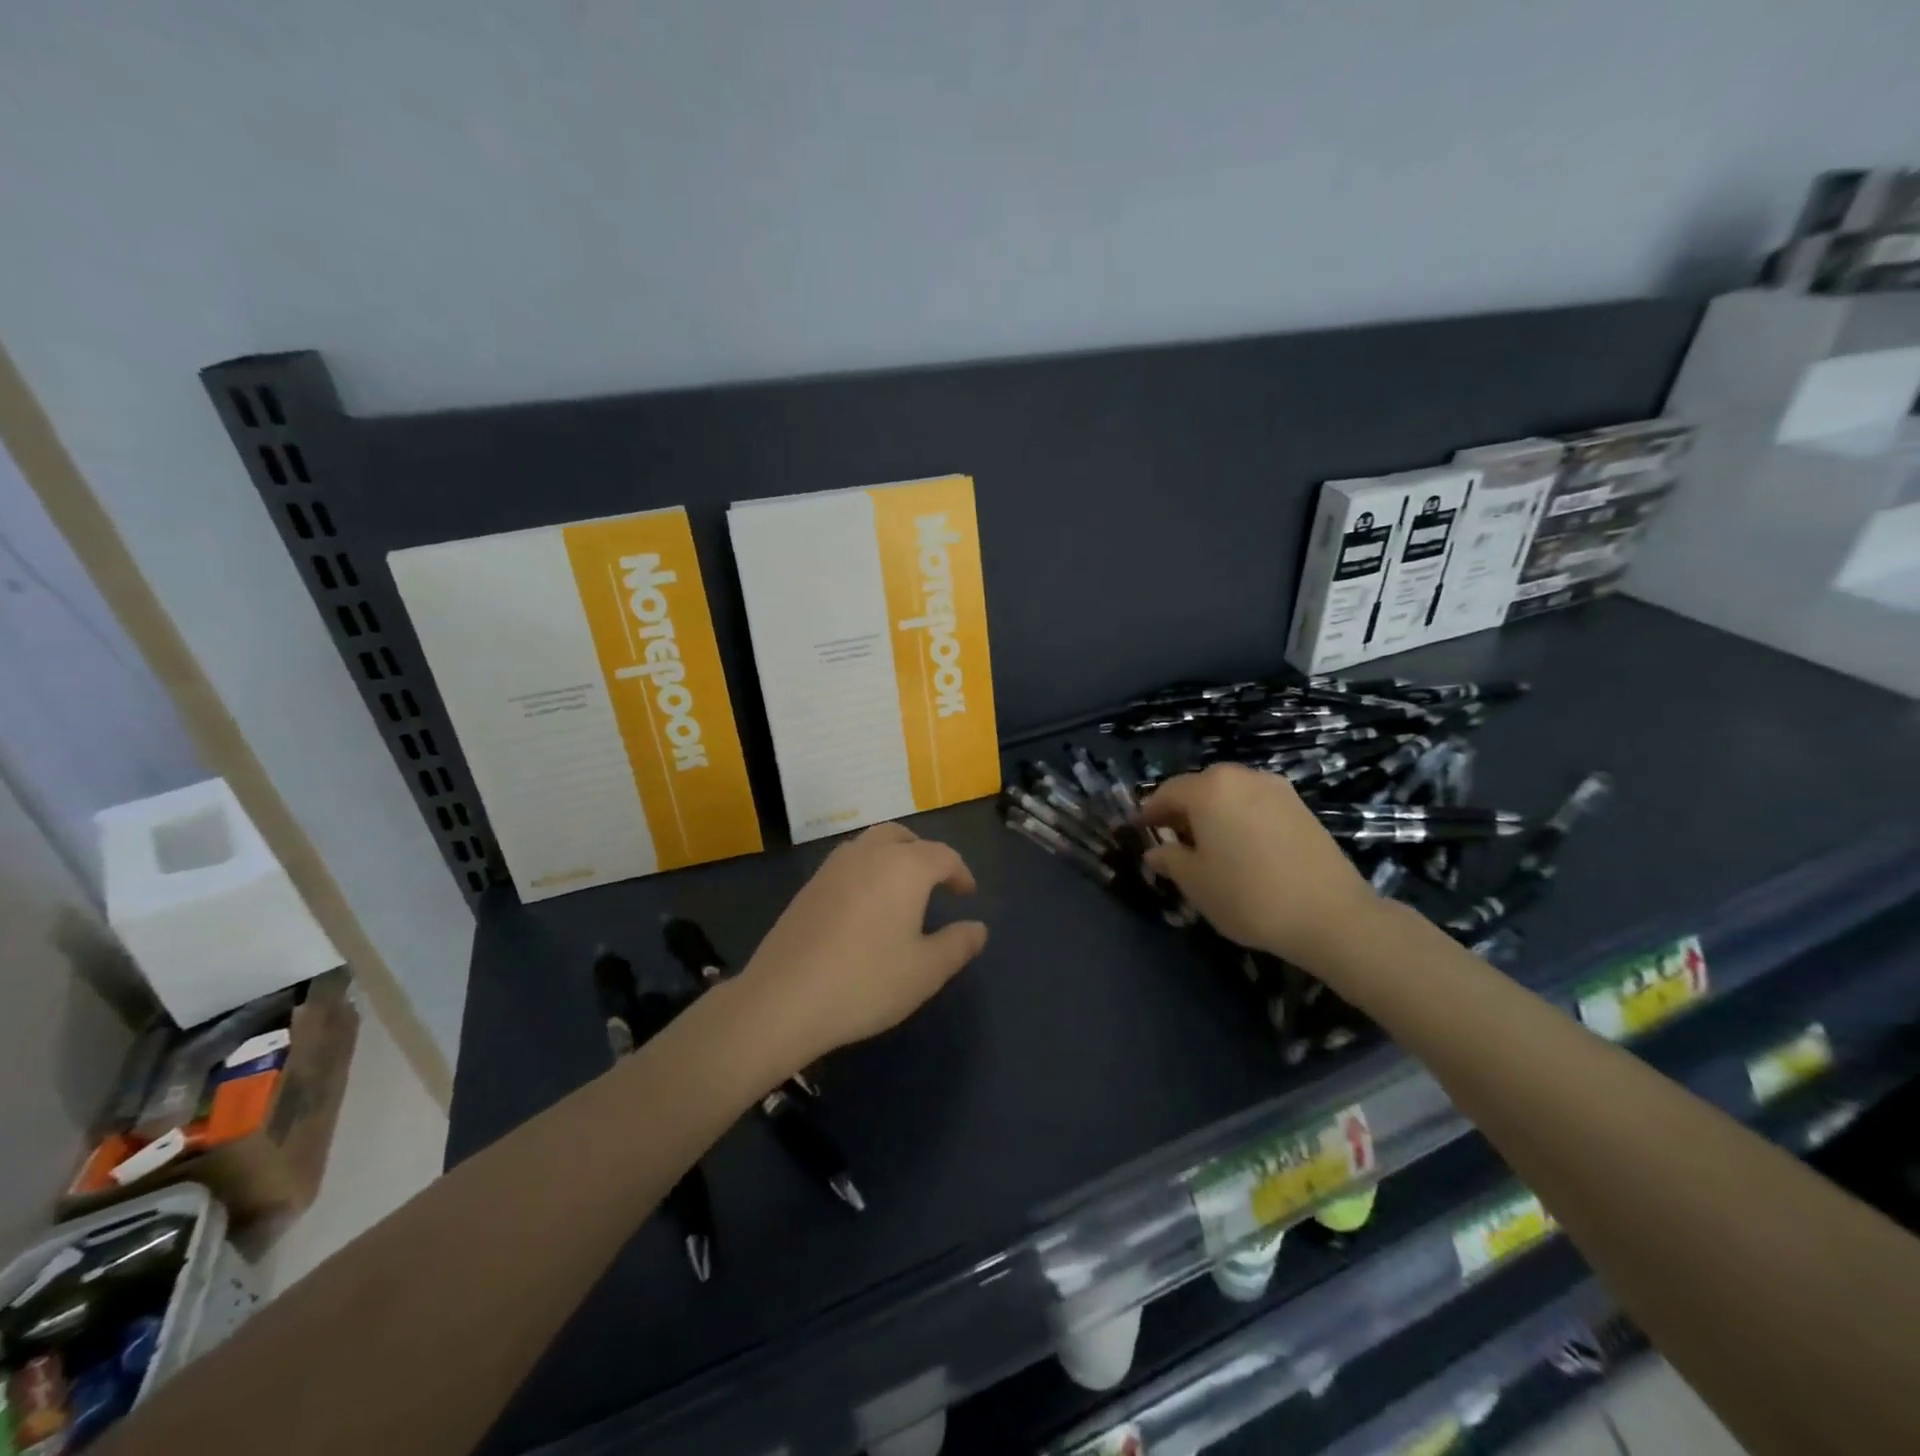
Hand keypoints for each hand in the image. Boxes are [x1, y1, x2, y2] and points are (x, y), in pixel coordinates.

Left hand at [737, 823, 987, 1076]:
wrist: (783, 998)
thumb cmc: (866, 982)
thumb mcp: (926, 971)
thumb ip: (958, 944)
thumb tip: (978, 928)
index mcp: (904, 867)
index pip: (943, 855)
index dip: (960, 873)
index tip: (967, 895)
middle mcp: (869, 854)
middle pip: (902, 836)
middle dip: (924, 853)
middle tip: (935, 881)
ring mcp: (833, 867)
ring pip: (870, 845)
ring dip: (892, 857)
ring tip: (901, 891)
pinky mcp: (808, 886)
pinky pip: (848, 863)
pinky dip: (866, 871)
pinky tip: (865, 907)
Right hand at [1141, 763, 1377, 966]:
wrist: (1330, 915)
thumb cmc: (1248, 895)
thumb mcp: (1196, 883)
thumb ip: (1170, 860)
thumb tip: (1156, 852)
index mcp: (1209, 790)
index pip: (1167, 792)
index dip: (1149, 812)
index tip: (1138, 829)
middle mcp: (1241, 777)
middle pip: (1200, 787)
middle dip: (1182, 809)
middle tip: (1172, 838)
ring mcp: (1275, 789)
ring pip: (1230, 793)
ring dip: (1212, 812)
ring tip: (1207, 844)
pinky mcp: (1300, 806)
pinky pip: (1255, 803)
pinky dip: (1239, 816)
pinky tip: (1241, 846)